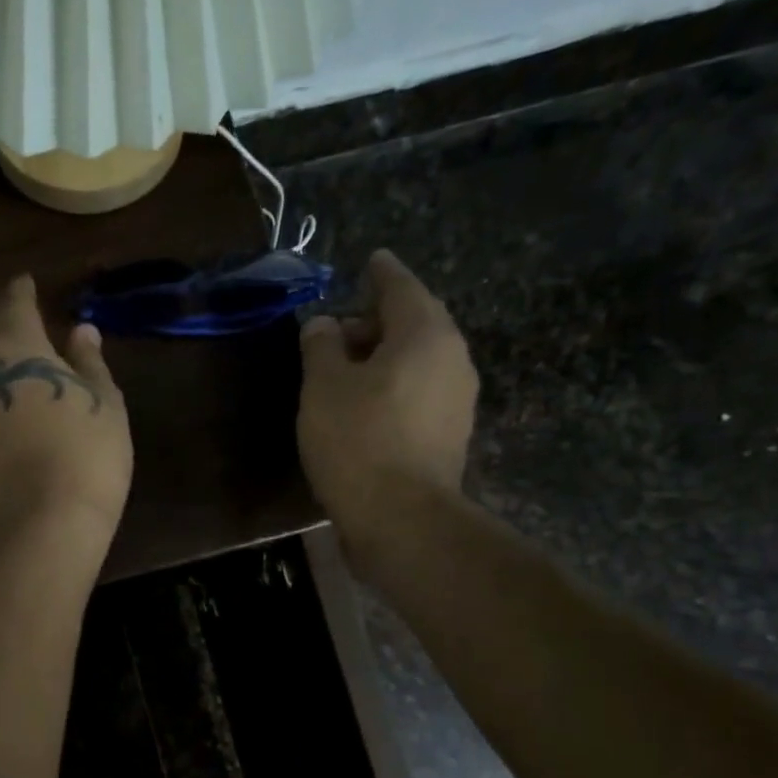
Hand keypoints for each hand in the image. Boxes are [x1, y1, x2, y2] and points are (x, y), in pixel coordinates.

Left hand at [0, 275, 131, 547]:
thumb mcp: (104, 402)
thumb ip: (89, 362)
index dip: (21, 290)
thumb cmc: (86, 454)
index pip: (12, 302)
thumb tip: (81, 331)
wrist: (42, 525)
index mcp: (14, 346)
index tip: (28, 285)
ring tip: (12, 378)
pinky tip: (3, 422)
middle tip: (21, 334)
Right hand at [298, 250, 478, 522]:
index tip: (372, 259)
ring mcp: (457, 399)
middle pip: (415, 323)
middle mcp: (452, 358)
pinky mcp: (449, 434)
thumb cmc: (357, 441)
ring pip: (418, 360)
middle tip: (341, 326)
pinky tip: (365, 402)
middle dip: (378, 320)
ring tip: (345, 368)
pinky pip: (419, 390)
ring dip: (384, 356)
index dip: (381, 273)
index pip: (401, 288)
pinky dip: (393, 384)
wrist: (401, 518)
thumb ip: (321, 347)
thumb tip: (323, 325)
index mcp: (425, 334)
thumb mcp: (323, 387)